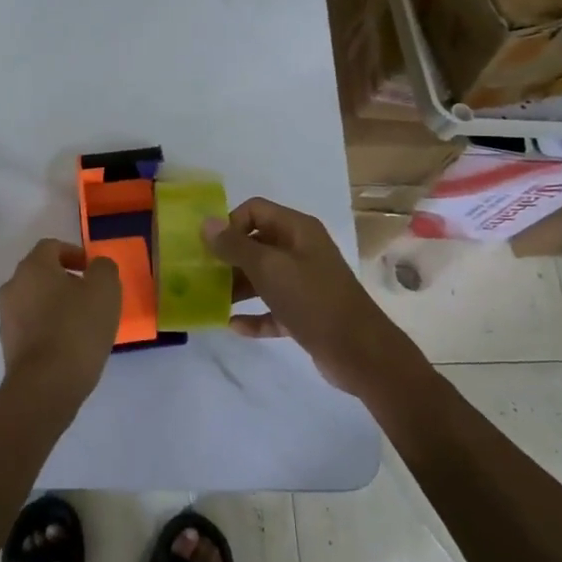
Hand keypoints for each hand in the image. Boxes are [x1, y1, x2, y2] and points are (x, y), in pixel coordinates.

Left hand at [0, 239, 121, 411]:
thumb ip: (103, 268)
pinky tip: (68, 345)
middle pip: (40, 273)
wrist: (45, 386)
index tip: (92, 271)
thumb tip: (96, 266)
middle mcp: (13, 287)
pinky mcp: (8, 346)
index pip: (51, 247)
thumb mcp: (105, 290)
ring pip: (34, 300)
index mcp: (33, 267)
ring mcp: (7, 318)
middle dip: (65, 280)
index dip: (74, 253)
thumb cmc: (77, 329)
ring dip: (55, 305)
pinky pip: (31, 326)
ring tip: (82, 323)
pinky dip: (48, 327)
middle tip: (90, 296)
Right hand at [202, 197, 406, 394]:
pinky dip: (254, 315)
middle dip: (229, 257)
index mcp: (297, 230)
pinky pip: (272, 308)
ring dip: (237, 286)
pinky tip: (234, 325)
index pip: (255, 210)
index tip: (210, 248)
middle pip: (257, 243)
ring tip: (211, 299)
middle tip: (202, 275)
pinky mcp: (305, 313)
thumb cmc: (312, 299)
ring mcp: (305, 283)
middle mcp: (301, 250)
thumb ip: (235, 245)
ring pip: (263, 277)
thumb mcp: (268, 268)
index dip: (230, 224)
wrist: (359, 351)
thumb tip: (206, 222)